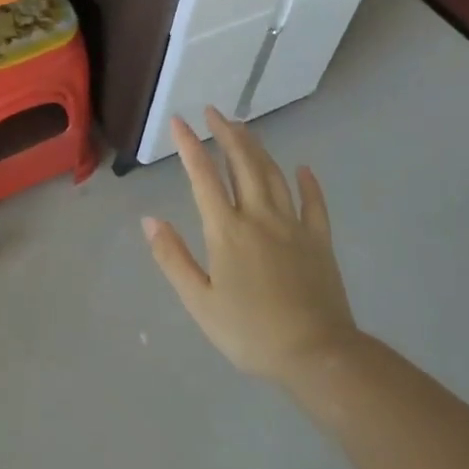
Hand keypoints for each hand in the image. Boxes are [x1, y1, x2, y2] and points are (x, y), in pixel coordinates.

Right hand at [145, 107, 358, 385]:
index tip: (179, 121)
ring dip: (256, 148)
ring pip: (272, 175)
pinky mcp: (318, 241)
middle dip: (226, 134)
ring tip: (243, 128)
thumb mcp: (199, 302)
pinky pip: (314, 203)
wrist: (317, 356)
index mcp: (226, 230)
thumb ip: (173, 257)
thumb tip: (149, 219)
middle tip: (214, 112)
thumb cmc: (251, 332)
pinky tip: (303, 168)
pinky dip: (308, 183)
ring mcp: (292, 226)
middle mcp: (259, 216)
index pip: (203, 176)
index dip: (189, 146)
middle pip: (241, 163)